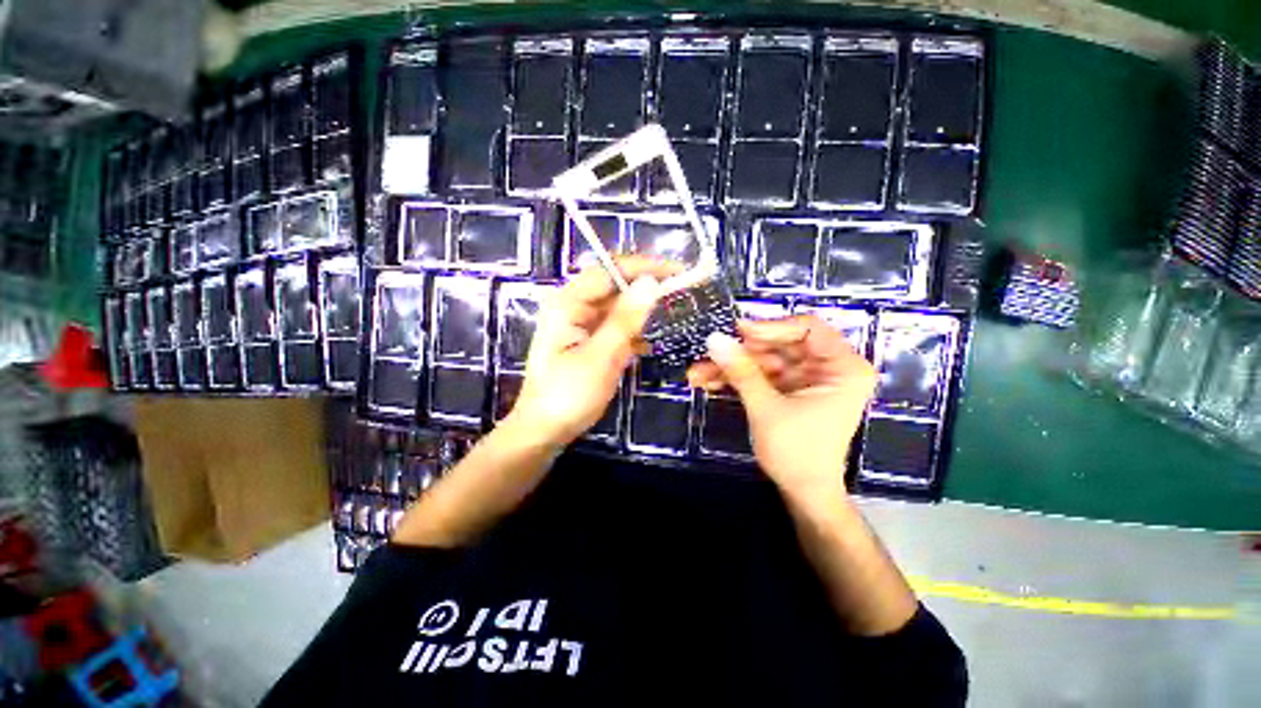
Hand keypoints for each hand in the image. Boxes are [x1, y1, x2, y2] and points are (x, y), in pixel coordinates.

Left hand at [504, 257, 680, 448]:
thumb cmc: (568, 394)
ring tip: (674, 310)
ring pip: (617, 307)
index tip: (677, 270)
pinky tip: (652, 339)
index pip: (609, 270)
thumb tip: (650, 282)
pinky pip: (614, 326)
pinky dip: (633, 330)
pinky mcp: (588, 341)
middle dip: (646, 287)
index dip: (644, 266)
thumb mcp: (601, 356)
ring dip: (642, 309)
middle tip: (682, 290)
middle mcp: (573, 306)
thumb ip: (625, 319)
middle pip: (614, 286)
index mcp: (568, 303)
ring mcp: (580, 324)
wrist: (544, 431)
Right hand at [687, 316, 875, 498]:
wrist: (803, 494)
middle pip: (778, 344)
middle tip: (708, 354)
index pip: (808, 328)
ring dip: (731, 367)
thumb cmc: (797, 453)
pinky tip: (709, 381)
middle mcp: (827, 367)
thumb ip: (742, 371)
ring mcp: (806, 378)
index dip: (770, 328)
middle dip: (740, 353)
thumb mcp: (767, 409)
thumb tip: (714, 338)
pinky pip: (761, 375)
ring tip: (697, 374)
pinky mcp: (789, 389)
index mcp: (843, 367)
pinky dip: (736, 378)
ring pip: (763, 360)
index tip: (737, 332)